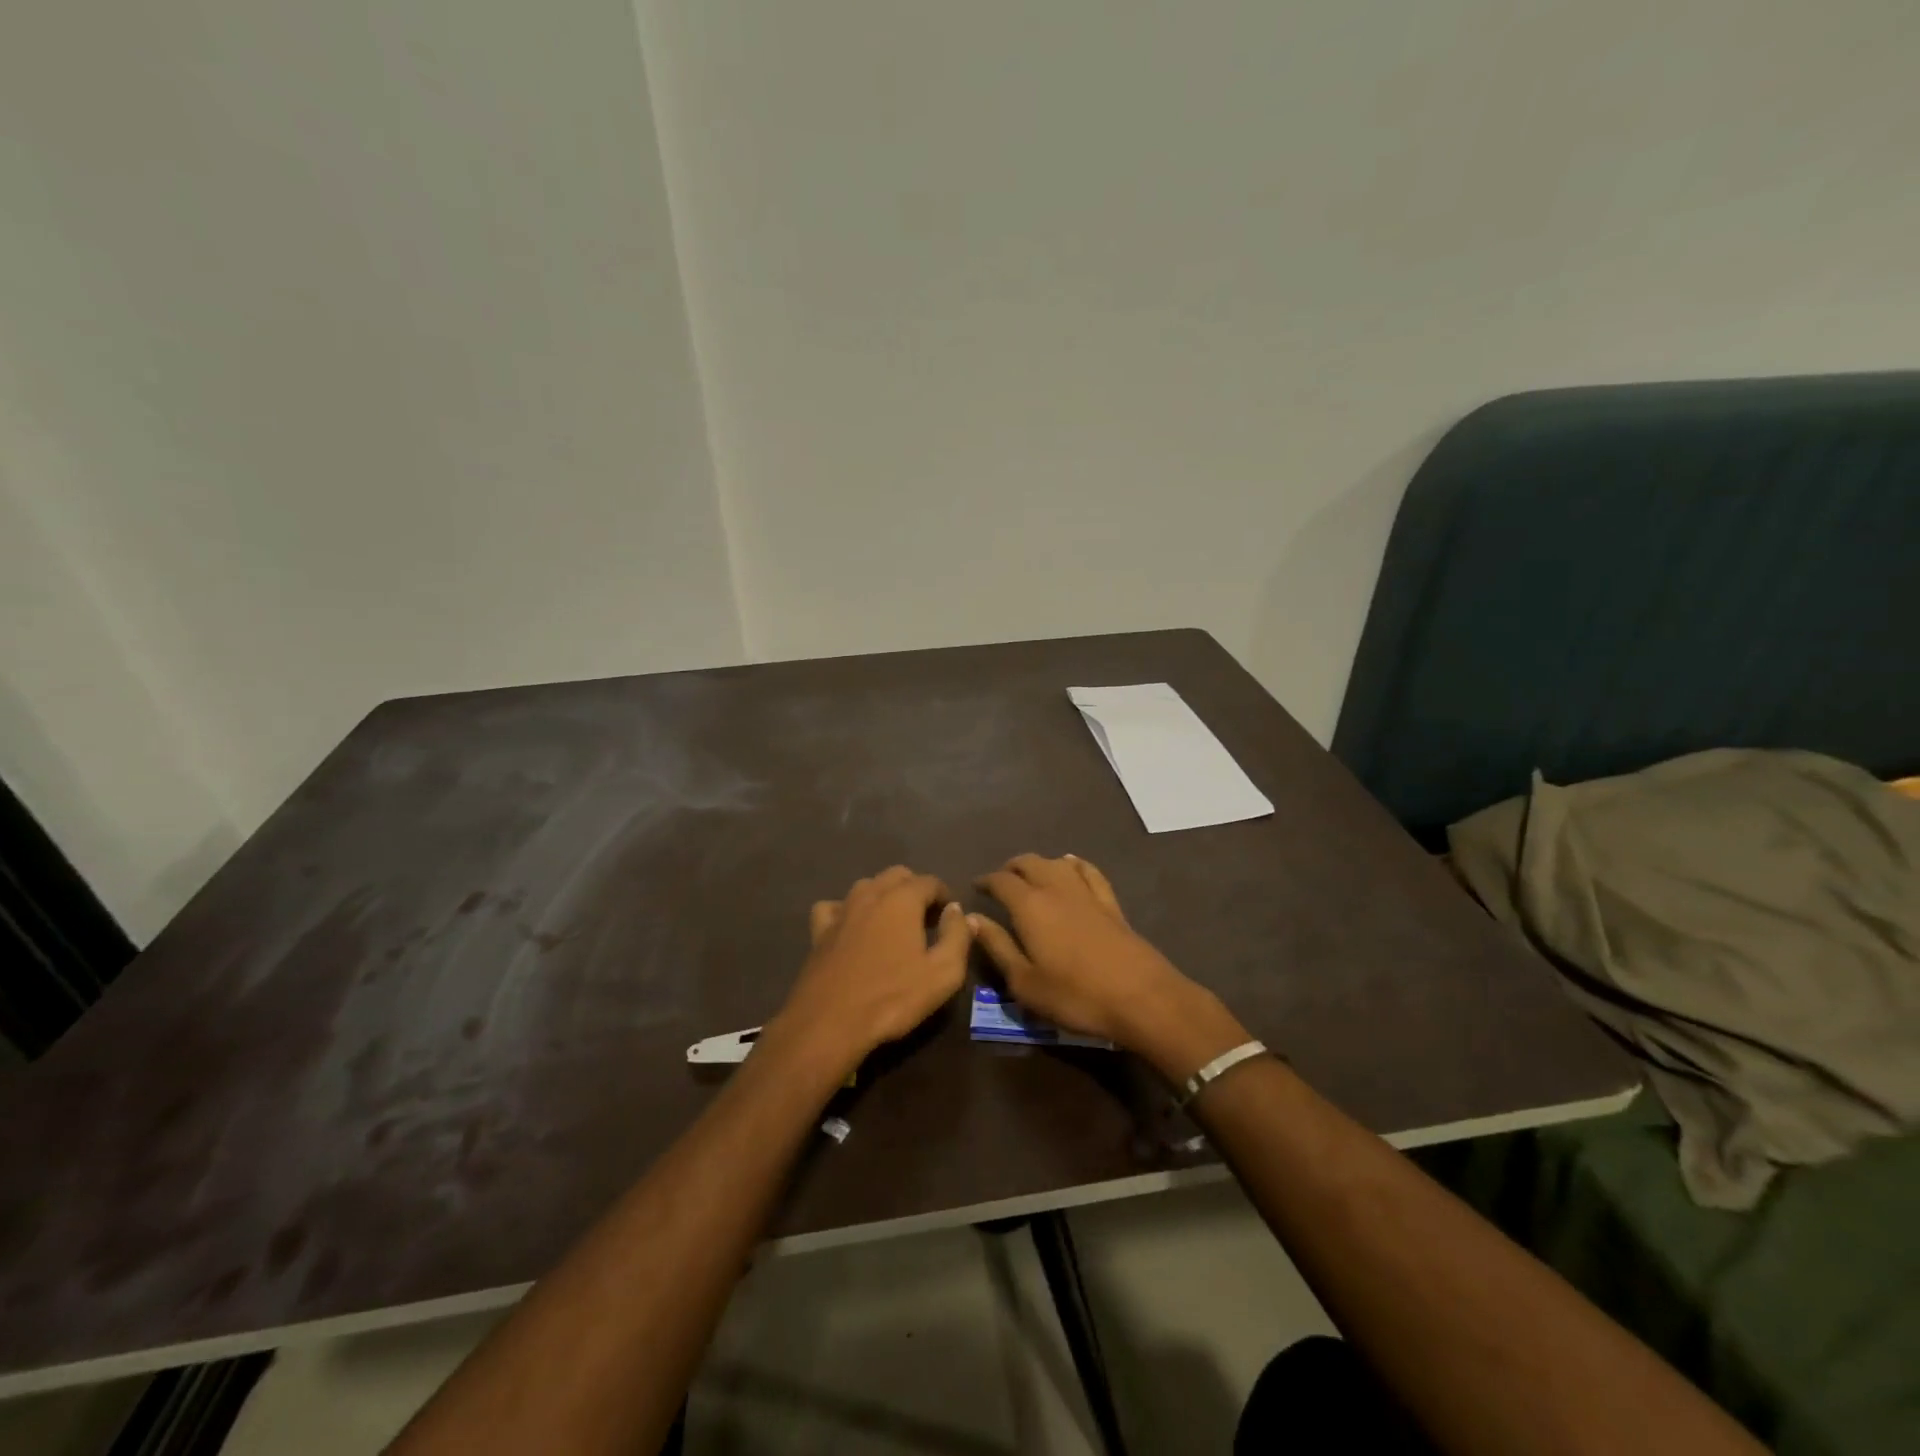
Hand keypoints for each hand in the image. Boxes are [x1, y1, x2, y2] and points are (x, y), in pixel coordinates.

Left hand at [769, 865, 971, 1078]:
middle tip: (926, 919)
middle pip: (897, 875)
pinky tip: (852, 928)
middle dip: (916, 889)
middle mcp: (870, 894)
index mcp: (902, 899)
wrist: (829, 1023)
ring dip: (884, 896)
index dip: (945, 896)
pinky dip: (847, 910)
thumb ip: (957, 936)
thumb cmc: (892, 998)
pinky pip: (834, 906)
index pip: (930, 881)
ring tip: (894, 923)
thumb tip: (958, 911)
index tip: (951, 918)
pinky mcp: (819, 931)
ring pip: (866, 886)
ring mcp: (841, 910)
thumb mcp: (943, 973)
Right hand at [971, 854, 1233, 1068]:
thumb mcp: (1024, 981)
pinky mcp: (1111, 903)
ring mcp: (1087, 893)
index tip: (976, 887)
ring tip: (1030, 874)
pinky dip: (1074, 864)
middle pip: (1029, 863)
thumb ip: (997, 946)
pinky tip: (1072, 865)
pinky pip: (1089, 871)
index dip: (986, 881)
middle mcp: (1056, 889)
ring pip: (1057, 862)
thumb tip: (971, 918)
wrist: (1141, 997)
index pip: (1001, 881)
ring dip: (1040, 863)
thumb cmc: (1075, 995)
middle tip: (1001, 881)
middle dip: (1011, 867)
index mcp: (1029, 906)